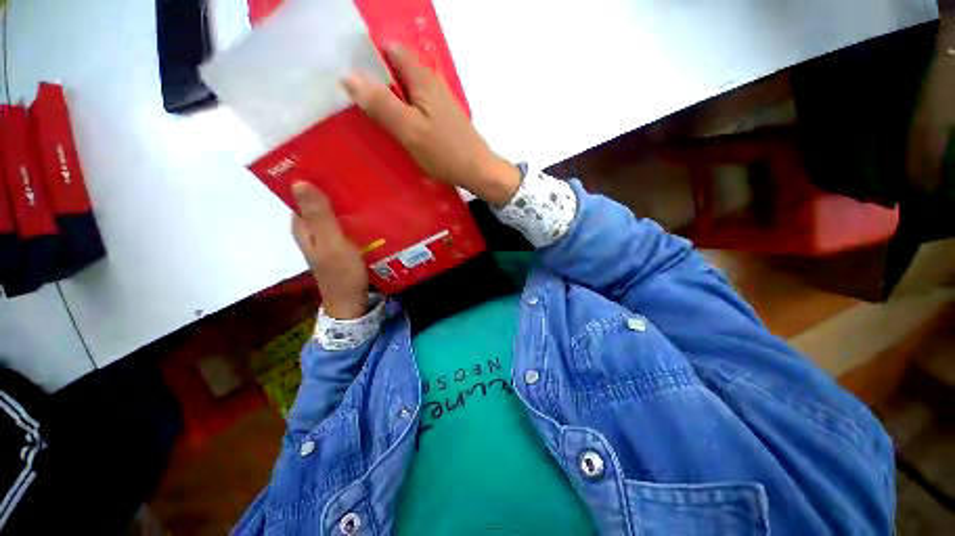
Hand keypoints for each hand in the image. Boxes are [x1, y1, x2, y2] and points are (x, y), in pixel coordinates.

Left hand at [291, 182, 368, 319]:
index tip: (333, 162)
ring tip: (365, 186)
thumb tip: (299, 181)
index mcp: (302, 225)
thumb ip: (319, 216)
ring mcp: (326, 236)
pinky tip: (368, 209)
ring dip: (345, 200)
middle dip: (333, 186)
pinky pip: (344, 221)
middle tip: (356, 172)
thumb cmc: (341, 273)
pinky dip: (353, 214)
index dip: (314, 176)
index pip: (301, 192)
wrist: (351, 300)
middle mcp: (311, 227)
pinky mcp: (340, 242)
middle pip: (319, 200)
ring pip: (333, 210)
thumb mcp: (331, 243)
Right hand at [342, 44, 520, 206]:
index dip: (369, 58)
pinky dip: (405, 113)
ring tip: (374, 117)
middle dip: (377, 82)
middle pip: (398, 70)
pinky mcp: (443, 118)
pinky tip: (398, 129)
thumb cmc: (445, 152)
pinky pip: (417, 107)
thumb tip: (349, 77)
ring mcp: (440, 102)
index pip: (392, 50)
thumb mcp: (409, 129)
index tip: (353, 78)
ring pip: (408, 91)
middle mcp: (433, 84)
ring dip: (391, 100)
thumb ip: (381, 104)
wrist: (478, 171)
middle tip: (358, 102)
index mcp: (423, 79)